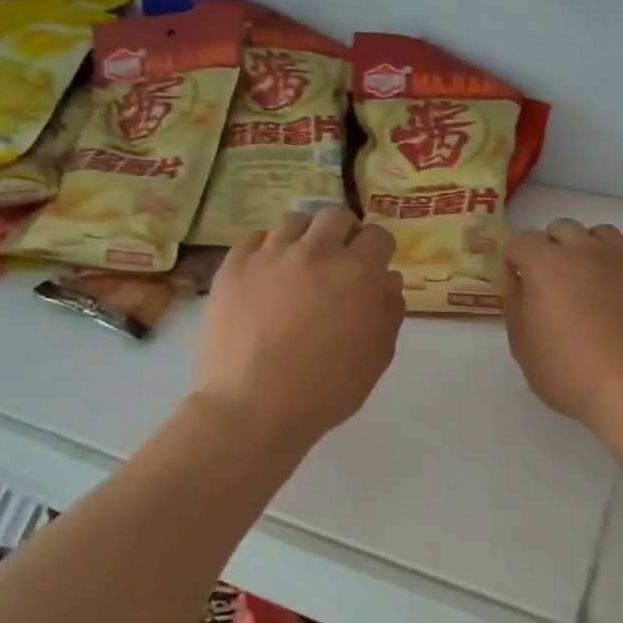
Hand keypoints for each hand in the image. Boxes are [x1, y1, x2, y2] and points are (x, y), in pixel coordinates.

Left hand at [197, 207, 404, 442]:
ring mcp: (270, 256)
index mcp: (356, 272)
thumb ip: (388, 310)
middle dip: (344, 233)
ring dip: (305, 237)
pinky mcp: (234, 267)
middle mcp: (315, 252)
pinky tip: (266, 273)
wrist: (254, 407)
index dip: (378, 251)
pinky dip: (265, 250)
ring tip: (300, 264)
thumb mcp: (377, 356)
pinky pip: (253, 239)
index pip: (377, 236)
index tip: (373, 268)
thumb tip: (387, 280)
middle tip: (339, 260)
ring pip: (293, 221)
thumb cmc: (326, 389)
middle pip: (335, 216)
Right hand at [503, 219, 622, 438]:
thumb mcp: (523, 347)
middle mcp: (586, 250)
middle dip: (551, 247)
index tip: (518, 285)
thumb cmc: (571, 374)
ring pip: (602, 233)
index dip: (514, 261)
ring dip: (590, 249)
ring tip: (592, 281)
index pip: (520, 241)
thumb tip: (519, 282)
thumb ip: (515, 305)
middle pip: (562, 228)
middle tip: (553, 283)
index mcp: (546, 264)